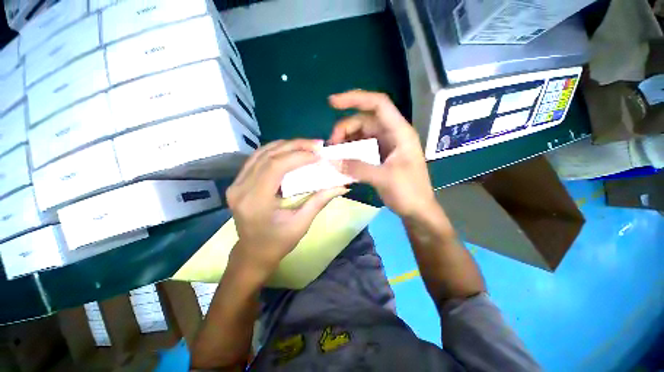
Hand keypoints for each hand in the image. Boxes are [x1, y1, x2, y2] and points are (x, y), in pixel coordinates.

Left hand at [227, 139, 348, 280]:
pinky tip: (290, 151)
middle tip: (317, 144)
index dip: (298, 156)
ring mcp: (236, 184)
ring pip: (261, 153)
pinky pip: (257, 158)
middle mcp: (241, 188)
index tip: (318, 154)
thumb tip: (341, 186)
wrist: (253, 253)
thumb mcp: (301, 224)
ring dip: (286, 145)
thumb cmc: (278, 242)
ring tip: (306, 145)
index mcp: (255, 201)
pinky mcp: (238, 182)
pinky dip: (276, 151)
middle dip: (295, 146)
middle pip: (268, 155)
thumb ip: (320, 201)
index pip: (276, 167)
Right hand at [329, 90, 435, 218]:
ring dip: (345, 141)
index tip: (332, 103)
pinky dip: (349, 151)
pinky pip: (361, 148)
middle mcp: (392, 134)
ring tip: (334, 154)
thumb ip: (358, 168)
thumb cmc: (409, 192)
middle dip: (344, 129)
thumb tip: (333, 161)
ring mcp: (385, 145)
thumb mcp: (384, 179)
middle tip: (331, 146)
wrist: (417, 210)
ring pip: (360, 135)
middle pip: (364, 121)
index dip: (356, 99)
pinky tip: (341, 160)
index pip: (378, 104)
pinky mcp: (379, 156)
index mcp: (400, 132)